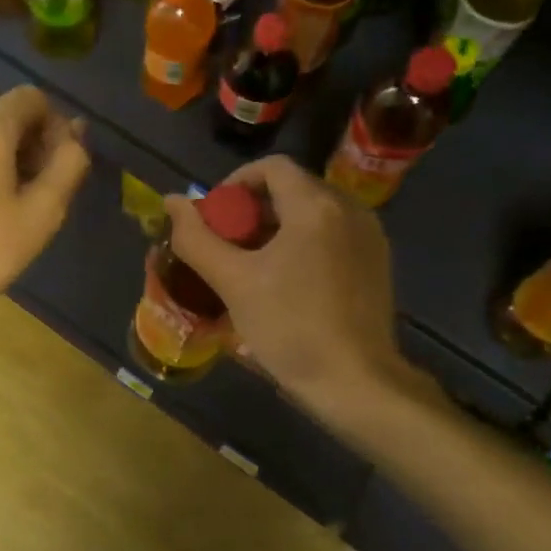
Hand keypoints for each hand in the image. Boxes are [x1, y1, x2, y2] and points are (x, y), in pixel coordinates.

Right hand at [163, 155, 410, 411]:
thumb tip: (173, 201)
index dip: (235, 183)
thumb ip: (197, 238)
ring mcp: (369, 236)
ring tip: (252, 264)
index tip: (215, 217)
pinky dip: (303, 242)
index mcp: (316, 205)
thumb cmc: (290, 328)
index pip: (271, 167)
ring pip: (312, 212)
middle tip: (227, 245)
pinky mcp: (377, 262)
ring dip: (277, 226)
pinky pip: (333, 233)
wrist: (356, 383)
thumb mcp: (233, 282)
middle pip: (292, 188)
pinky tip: (287, 280)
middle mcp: (349, 209)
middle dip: (253, 209)